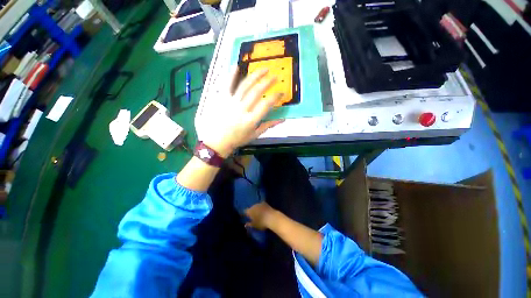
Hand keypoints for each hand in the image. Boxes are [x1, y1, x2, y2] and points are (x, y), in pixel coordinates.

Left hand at [199, 67, 283, 157]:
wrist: (216, 141)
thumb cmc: (237, 139)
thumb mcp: (254, 135)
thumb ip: (268, 125)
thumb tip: (283, 119)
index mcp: (251, 120)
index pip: (266, 104)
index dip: (276, 97)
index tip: (281, 92)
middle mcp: (242, 109)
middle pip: (257, 91)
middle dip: (268, 82)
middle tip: (275, 77)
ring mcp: (231, 102)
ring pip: (245, 85)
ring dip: (256, 75)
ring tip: (264, 69)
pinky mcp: (221, 99)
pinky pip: (227, 84)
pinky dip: (232, 74)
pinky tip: (237, 66)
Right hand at [244, 201, 276, 230]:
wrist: (271, 217)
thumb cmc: (261, 223)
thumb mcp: (254, 225)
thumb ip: (249, 224)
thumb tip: (245, 224)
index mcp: (249, 211)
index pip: (245, 211)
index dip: (244, 213)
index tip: (245, 216)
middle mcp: (253, 206)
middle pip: (250, 208)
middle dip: (251, 211)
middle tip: (252, 215)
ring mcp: (259, 204)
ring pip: (256, 206)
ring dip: (256, 208)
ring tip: (258, 213)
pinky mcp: (265, 203)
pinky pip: (261, 205)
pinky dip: (261, 207)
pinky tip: (263, 210)